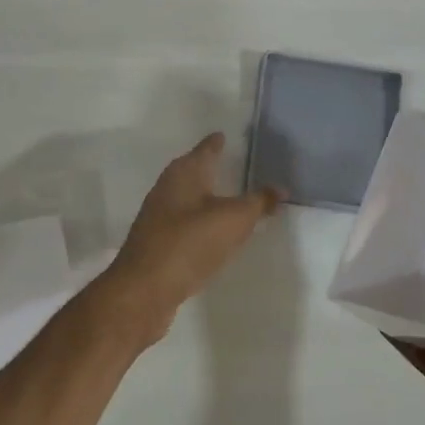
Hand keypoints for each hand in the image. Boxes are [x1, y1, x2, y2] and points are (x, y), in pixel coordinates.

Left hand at [97, 133, 281, 341]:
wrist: (144, 289)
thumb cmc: (190, 243)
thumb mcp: (234, 220)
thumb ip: (258, 202)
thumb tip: (281, 188)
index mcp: (185, 172)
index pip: (205, 149)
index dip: (217, 142)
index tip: (224, 134)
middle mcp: (168, 187)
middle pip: (192, 170)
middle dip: (209, 166)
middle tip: (231, 163)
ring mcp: (158, 215)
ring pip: (187, 197)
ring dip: (204, 196)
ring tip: (226, 197)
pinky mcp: (156, 241)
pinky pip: (183, 222)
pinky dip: (199, 221)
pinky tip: (210, 232)